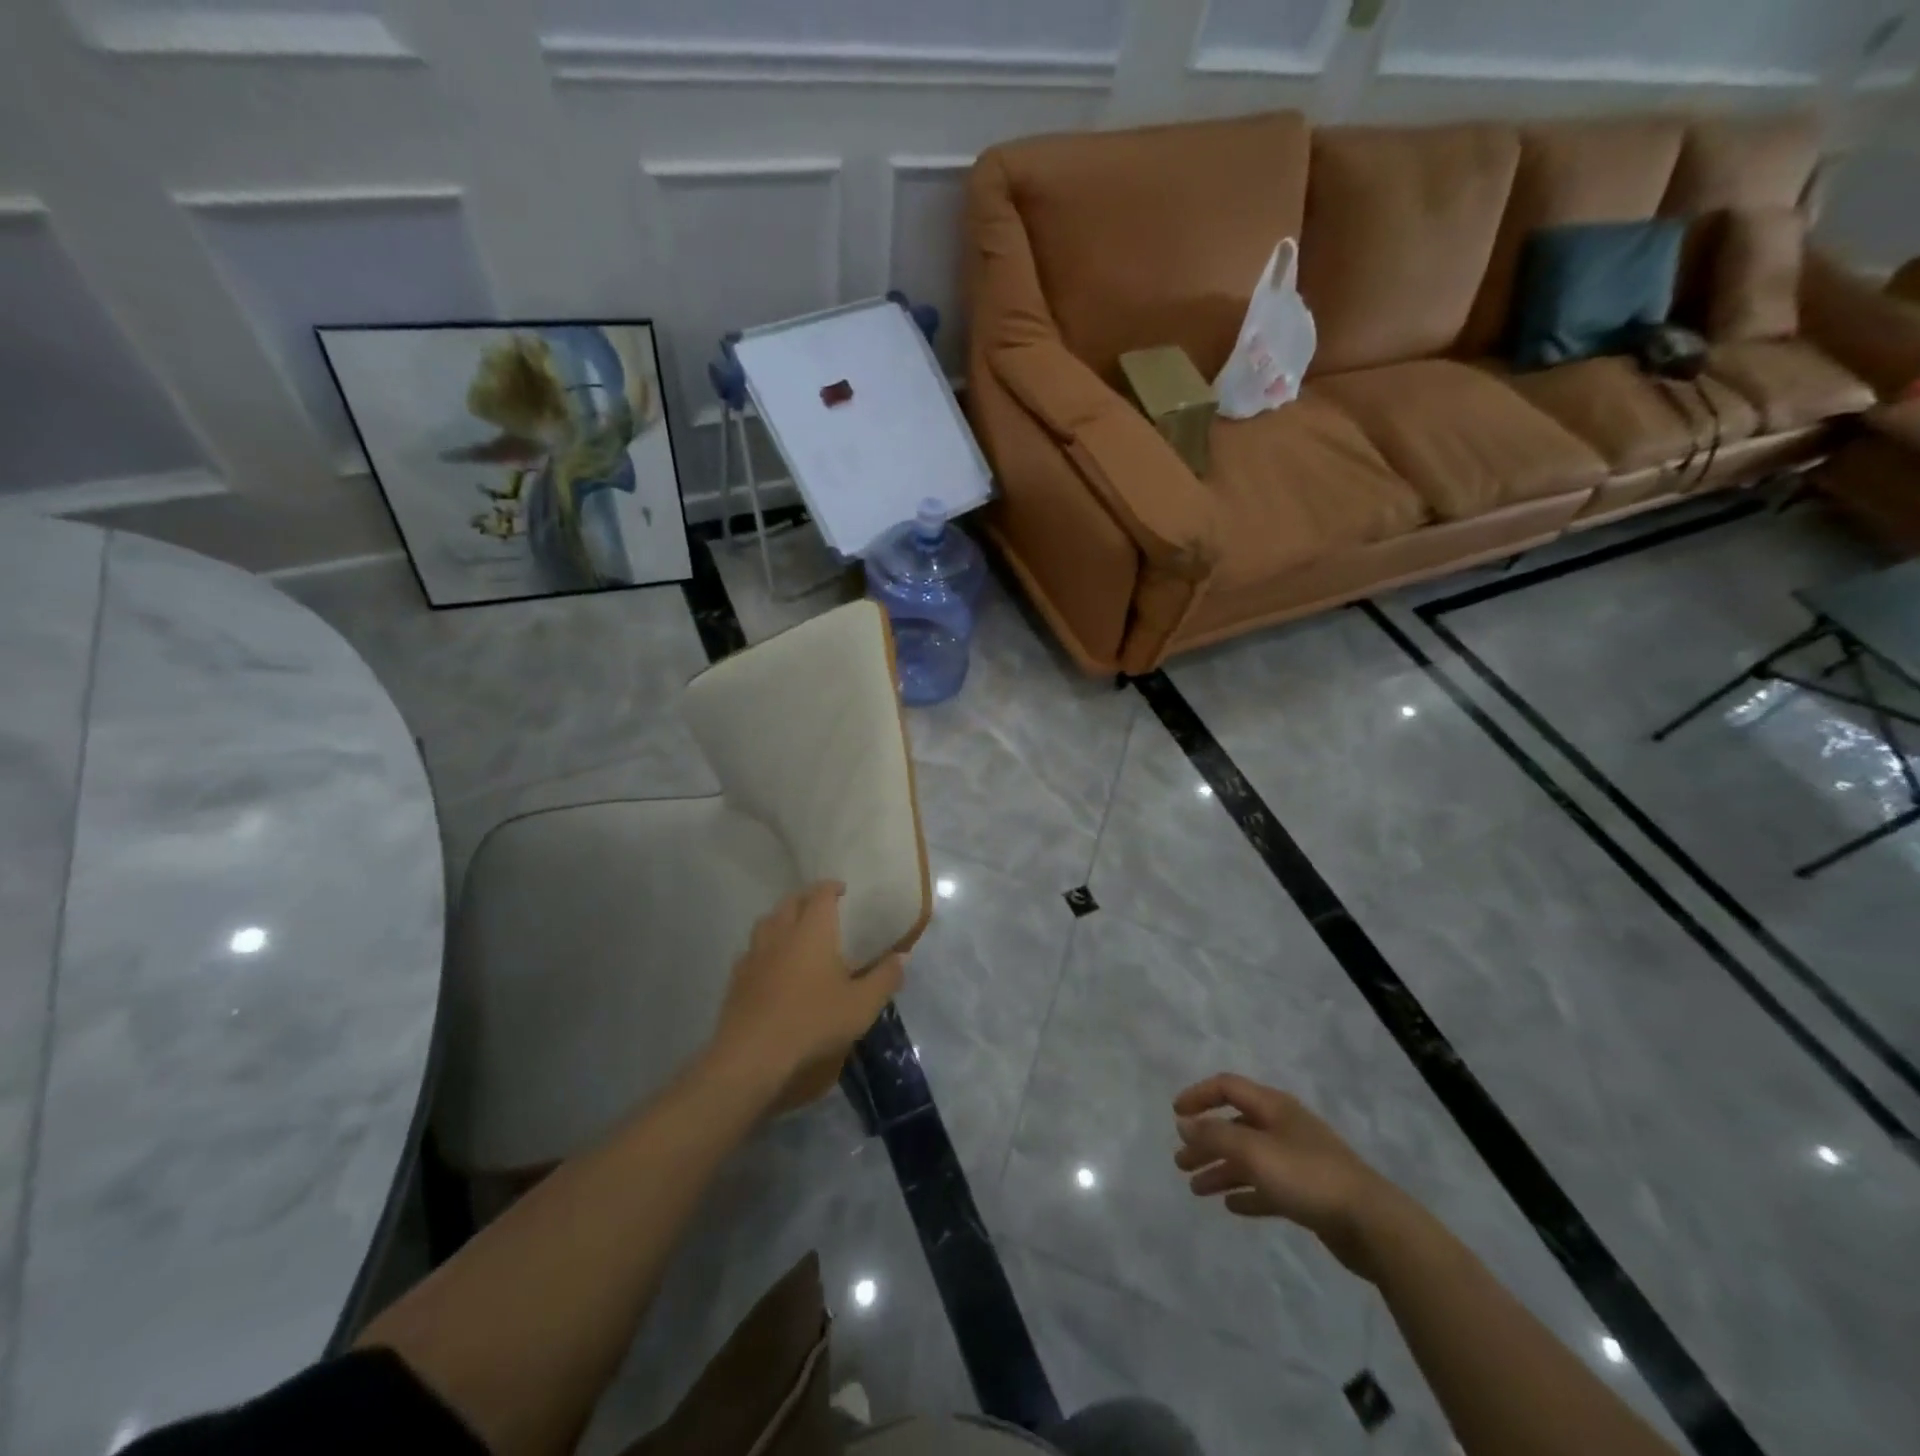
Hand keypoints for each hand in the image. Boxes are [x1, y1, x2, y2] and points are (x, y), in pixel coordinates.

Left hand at [708, 882, 904, 1100]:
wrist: (752, 1054)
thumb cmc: (813, 1021)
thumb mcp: (862, 1004)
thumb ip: (885, 977)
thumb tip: (903, 955)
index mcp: (812, 930)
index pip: (820, 894)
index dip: (831, 887)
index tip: (842, 890)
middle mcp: (781, 932)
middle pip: (790, 902)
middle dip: (806, 898)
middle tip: (821, 906)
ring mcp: (754, 954)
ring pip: (766, 922)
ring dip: (782, 919)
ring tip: (794, 930)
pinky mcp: (737, 978)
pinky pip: (751, 951)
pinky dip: (764, 948)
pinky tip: (770, 964)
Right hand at [1173, 1073, 1401, 1278]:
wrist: (1372, 1224)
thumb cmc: (1308, 1176)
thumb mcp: (1254, 1151)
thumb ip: (1215, 1135)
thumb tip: (1184, 1124)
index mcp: (1273, 1107)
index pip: (1227, 1087)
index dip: (1199, 1096)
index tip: (1175, 1114)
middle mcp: (1284, 1127)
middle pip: (1235, 1125)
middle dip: (1206, 1141)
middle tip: (1181, 1163)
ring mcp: (1298, 1160)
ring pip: (1249, 1159)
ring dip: (1221, 1170)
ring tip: (1197, 1189)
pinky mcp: (1309, 1194)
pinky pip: (1268, 1187)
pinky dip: (1247, 1192)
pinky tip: (1232, 1206)